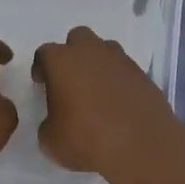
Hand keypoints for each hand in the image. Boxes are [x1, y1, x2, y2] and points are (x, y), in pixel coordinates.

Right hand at [33, 25, 184, 183]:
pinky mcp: (142, 73)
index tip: (42, 85)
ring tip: (97, 92)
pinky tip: (118, 103)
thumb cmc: (87, 139)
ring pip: (104, 50)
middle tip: (71, 81)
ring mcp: (119, 59)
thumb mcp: (51, 142)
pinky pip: (124, 69)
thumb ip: (49, 124)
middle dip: (72, 54)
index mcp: (62, 61)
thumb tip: (57, 121)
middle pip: (77, 38)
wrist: (140, 145)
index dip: (42, 68)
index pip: (44, 53)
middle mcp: (90, 51)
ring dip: (98, 64)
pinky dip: (119, 80)